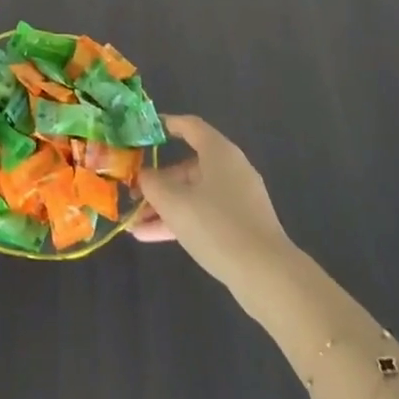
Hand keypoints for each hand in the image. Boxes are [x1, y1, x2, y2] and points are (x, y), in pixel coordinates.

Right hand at [130, 115, 293, 285]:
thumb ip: (152, 184)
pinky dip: (180, 221)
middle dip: (157, 181)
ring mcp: (237, 199)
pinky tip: (150, 237)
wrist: (266, 274)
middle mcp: (230, 169)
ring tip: (134, 222)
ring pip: (193, 194)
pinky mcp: (240, 225)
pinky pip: (203, 214)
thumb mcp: (174, 202)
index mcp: (219, 152)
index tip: (143, 130)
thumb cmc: (216, 225)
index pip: (190, 126)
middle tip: (132, 193)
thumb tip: (144, 176)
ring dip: (164, 206)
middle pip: (187, 166)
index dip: (166, 124)